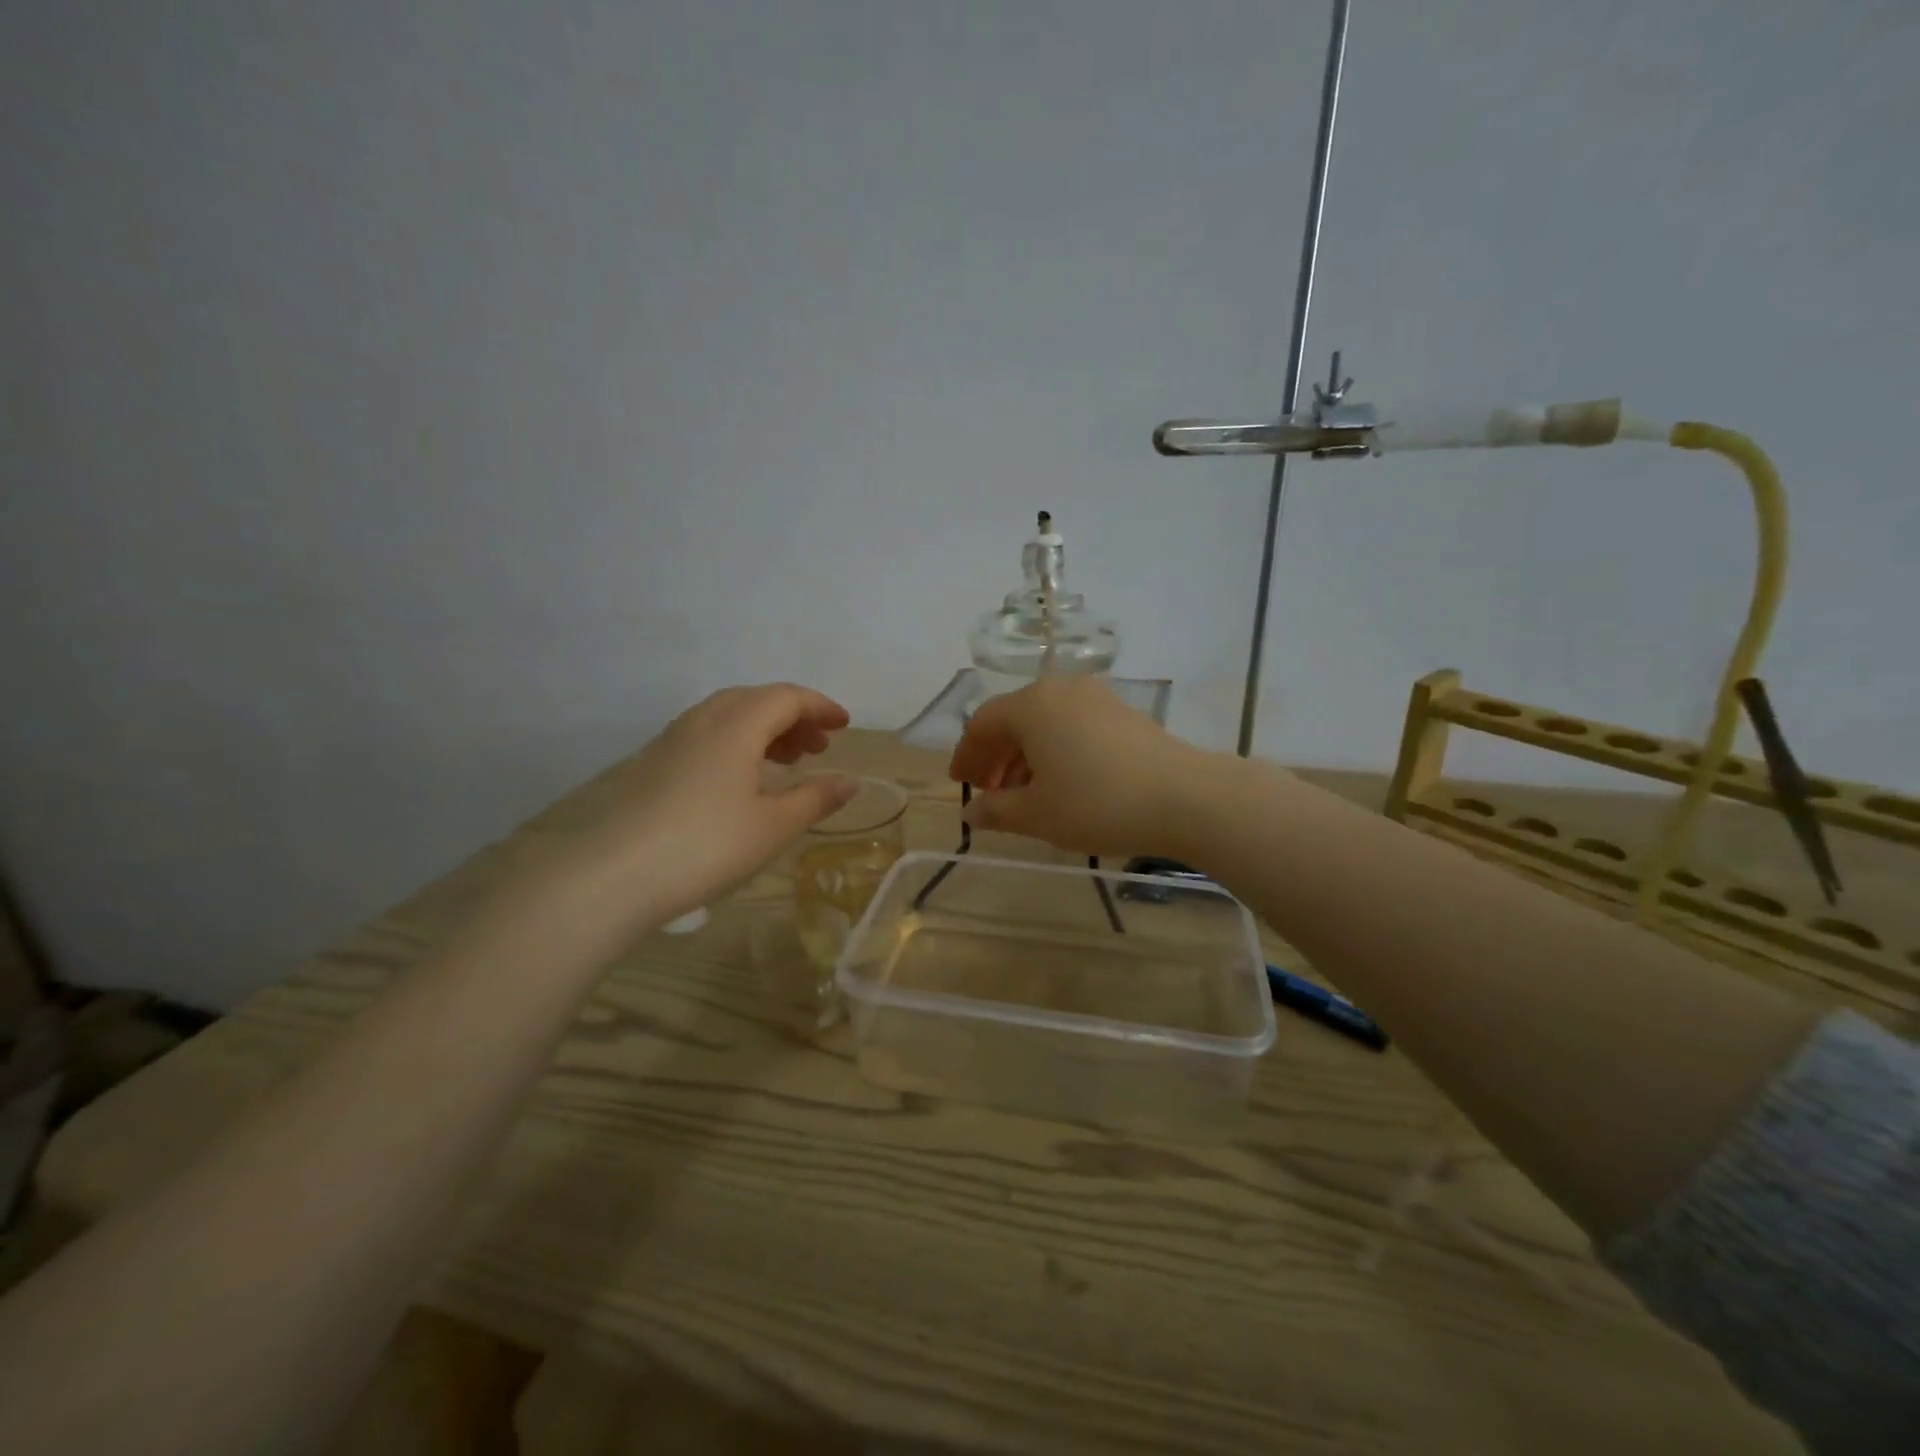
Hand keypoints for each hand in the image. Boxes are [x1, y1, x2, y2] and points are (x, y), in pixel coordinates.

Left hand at [566, 684, 856, 925]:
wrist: (616, 874)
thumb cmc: (708, 845)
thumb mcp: (774, 826)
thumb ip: (816, 798)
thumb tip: (850, 782)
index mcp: (738, 724)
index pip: (787, 697)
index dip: (820, 707)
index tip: (844, 726)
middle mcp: (704, 719)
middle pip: (757, 699)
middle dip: (794, 717)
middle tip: (818, 746)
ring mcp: (673, 738)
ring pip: (729, 714)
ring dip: (764, 728)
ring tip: (787, 761)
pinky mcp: (654, 761)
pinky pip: (707, 733)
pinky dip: (736, 741)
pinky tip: (741, 777)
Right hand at [948, 676, 1221, 857]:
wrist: (1184, 797)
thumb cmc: (1097, 803)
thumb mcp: (1037, 814)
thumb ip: (996, 811)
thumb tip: (971, 812)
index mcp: (1032, 705)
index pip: (983, 723)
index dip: (967, 755)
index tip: (961, 783)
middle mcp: (1061, 689)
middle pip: (1014, 718)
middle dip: (996, 756)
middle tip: (990, 792)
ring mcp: (1096, 697)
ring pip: (1046, 722)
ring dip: (1026, 755)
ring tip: (1024, 794)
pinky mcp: (1123, 712)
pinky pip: (1073, 725)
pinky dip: (1056, 750)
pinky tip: (1063, 783)